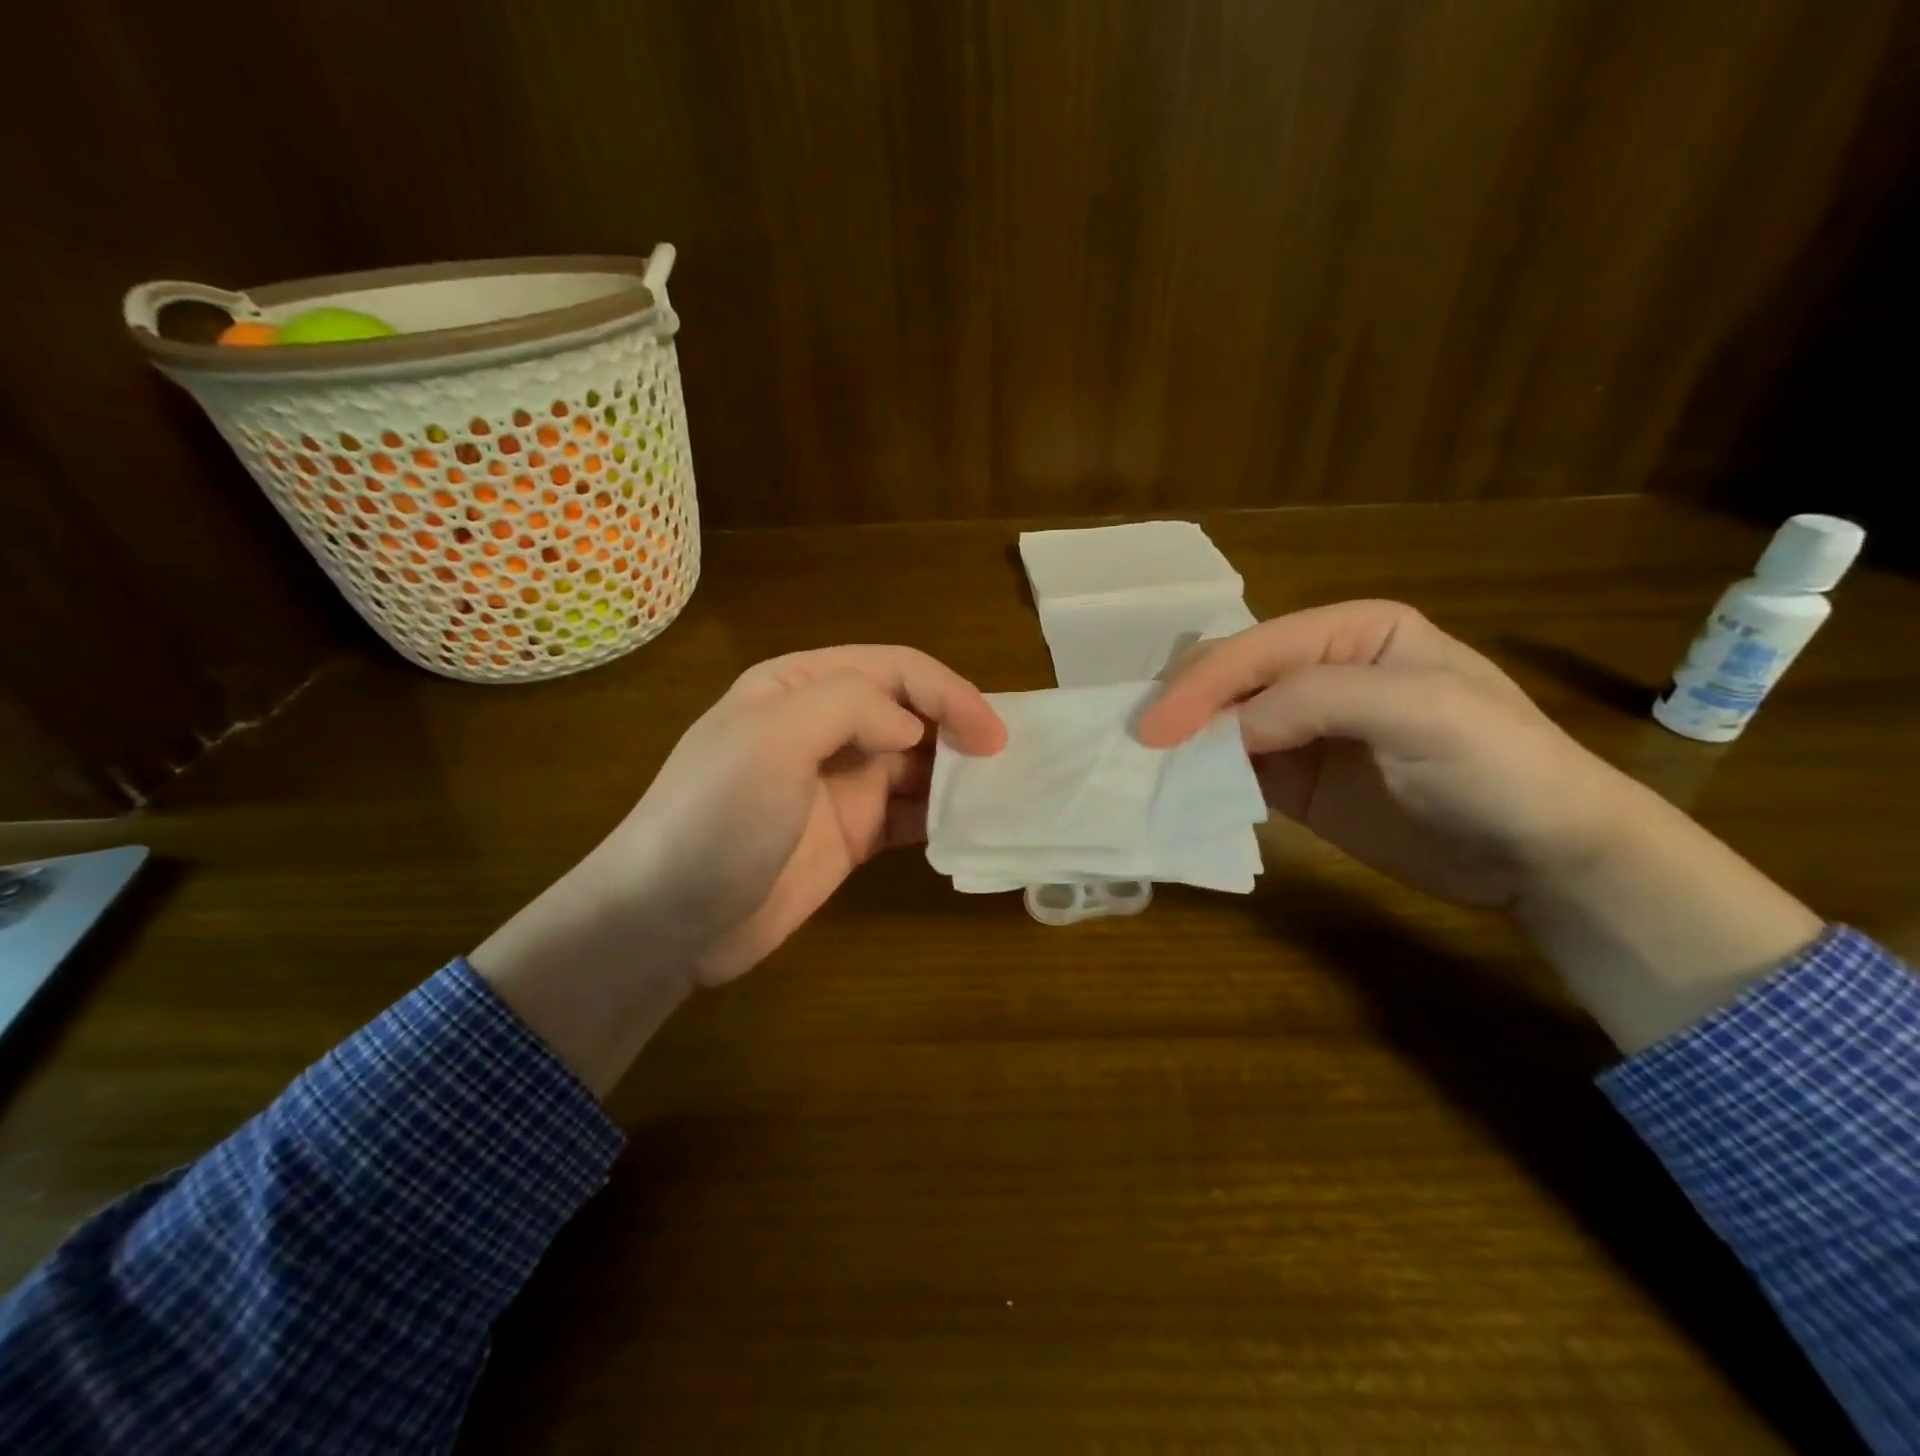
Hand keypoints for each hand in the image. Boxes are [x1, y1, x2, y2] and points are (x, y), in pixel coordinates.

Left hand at [471, 646, 1005, 1093]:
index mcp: (800, 687)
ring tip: (1001, 794)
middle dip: (959, 728)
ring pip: (915, 764)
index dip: (947, 691)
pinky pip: (907, 815)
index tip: (990, 734)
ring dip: (956, 773)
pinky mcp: (849, 836)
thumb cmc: (714, 819)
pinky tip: (966, 828)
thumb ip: (849, 706)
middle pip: (910, 712)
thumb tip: (911, 728)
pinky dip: (940, 816)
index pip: (893, 669)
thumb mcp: (771, 739)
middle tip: (1007, 763)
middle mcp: (823, 727)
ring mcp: (837, 785)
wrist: (664, 922)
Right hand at [1138, 601, 1821, 1051]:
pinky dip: (1202, 779)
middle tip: (1138, 744)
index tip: (1154, 729)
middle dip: (1183, 706)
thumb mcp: (1423, 710)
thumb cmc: (1499, 765)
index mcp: (1350, 633)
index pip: (1256, 649)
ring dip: (1184, 744)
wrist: (1544, 854)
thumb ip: (1318, 699)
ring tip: (1142, 766)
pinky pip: (1234, 772)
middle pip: (1229, 679)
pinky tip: (1177, 790)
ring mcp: (1302, 730)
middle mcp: (1318, 672)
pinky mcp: (1294, 782)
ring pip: (1222, 725)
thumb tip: (1227, 729)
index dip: (1201, 684)